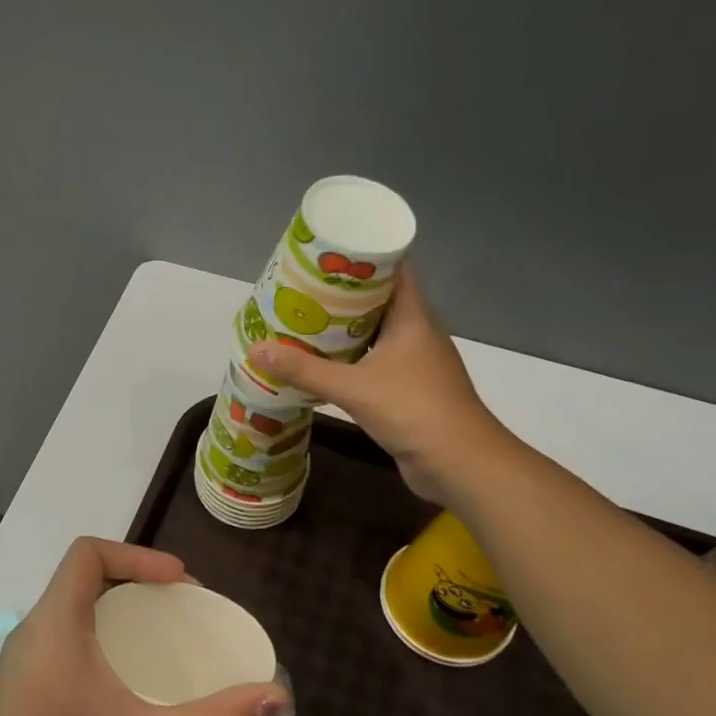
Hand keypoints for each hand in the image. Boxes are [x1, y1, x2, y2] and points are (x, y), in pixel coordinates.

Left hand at [0, 538, 290, 715]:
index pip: (88, 552)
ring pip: (69, 610)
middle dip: (134, 582)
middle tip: (177, 611)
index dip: (138, 555)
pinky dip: (95, 639)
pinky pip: (59, 640)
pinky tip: (121, 684)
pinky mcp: (15, 689)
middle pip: (81, 578)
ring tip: (156, 643)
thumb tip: (276, 698)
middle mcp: (30, 632)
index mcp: (54, 624)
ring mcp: (17, 662)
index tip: (179, 584)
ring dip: (113, 612)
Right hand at [250, 267, 510, 504]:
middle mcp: (417, 333)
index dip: (364, 256)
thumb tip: (256, 349)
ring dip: (345, 329)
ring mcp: (416, 363)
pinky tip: (324, 364)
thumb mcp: (353, 387)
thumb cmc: (413, 410)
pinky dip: (352, 358)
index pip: (394, 269)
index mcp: (413, 317)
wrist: (460, 463)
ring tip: (306, 322)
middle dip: (343, 294)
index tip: (328, 252)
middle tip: (303, 290)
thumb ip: (305, 370)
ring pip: (377, 333)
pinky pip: (376, 362)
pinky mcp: (410, 389)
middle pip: (380, 300)